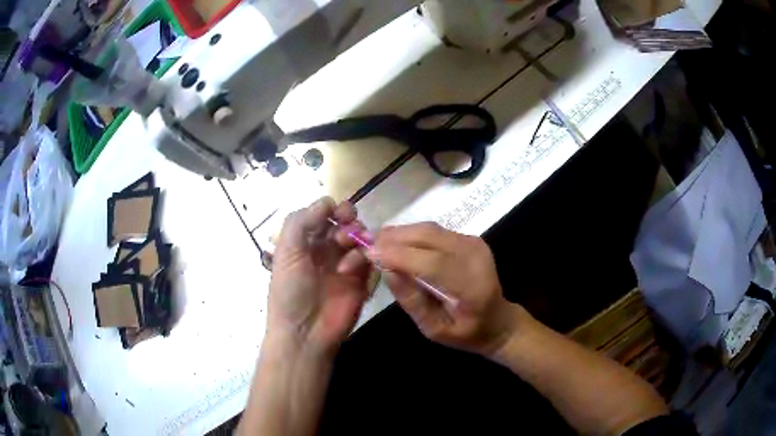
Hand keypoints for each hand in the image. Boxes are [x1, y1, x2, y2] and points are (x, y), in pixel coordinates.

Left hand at [268, 197, 370, 356]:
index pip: (323, 215)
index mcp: (305, 241)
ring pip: (360, 238)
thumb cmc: (290, 291)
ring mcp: (345, 264)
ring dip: (356, 236)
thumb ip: (301, 221)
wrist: (305, 332)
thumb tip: (327, 201)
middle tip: (347, 223)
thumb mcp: (287, 252)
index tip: (336, 212)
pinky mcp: (362, 280)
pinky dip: (363, 257)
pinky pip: (371, 259)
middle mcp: (326, 249)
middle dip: (348, 218)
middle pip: (345, 223)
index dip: (331, 208)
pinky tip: (349, 269)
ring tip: (347, 245)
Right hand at [365, 223, 524, 356]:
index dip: (397, 255)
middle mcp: (475, 256)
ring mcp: (474, 243)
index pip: (431, 262)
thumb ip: (411, 300)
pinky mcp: (469, 237)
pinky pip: (433, 230)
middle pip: (428, 236)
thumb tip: (386, 270)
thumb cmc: (466, 333)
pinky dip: (411, 235)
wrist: (498, 320)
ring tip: (377, 245)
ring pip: (428, 228)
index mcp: (471, 285)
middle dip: (393, 238)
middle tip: (365, 245)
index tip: (367, 253)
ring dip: (400, 233)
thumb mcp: (434, 329)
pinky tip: (397, 245)